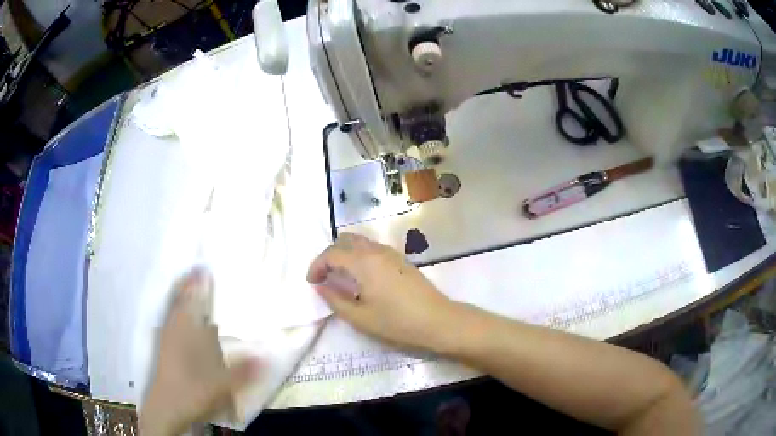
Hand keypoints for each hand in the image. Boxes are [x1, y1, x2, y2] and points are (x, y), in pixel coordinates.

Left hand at [139, 269, 259, 435]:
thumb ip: (243, 371)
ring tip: (187, 284)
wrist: (166, 409)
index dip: (198, 285)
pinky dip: (175, 313)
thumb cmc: (192, 393)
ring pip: (174, 312)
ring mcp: (167, 340)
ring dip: (180, 297)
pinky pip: (170, 322)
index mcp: (187, 335)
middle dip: (188, 286)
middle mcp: (175, 331)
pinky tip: (178, 316)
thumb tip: (267, 355)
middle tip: (196, 269)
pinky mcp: (164, 349)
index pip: (193, 303)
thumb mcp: (221, 385)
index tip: (204, 266)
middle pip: (181, 303)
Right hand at [307, 233, 456, 351]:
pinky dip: (359, 255)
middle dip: (330, 255)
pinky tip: (362, 276)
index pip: (331, 254)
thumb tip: (320, 286)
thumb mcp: (360, 317)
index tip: (312, 282)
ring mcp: (390, 253)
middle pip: (345, 240)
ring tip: (341, 276)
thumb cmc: (397, 322)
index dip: (317, 265)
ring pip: (360, 242)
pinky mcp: (400, 259)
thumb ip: (336, 300)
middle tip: (325, 276)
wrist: (437, 320)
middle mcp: (375, 251)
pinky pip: (372, 248)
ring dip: (345, 253)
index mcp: (363, 262)